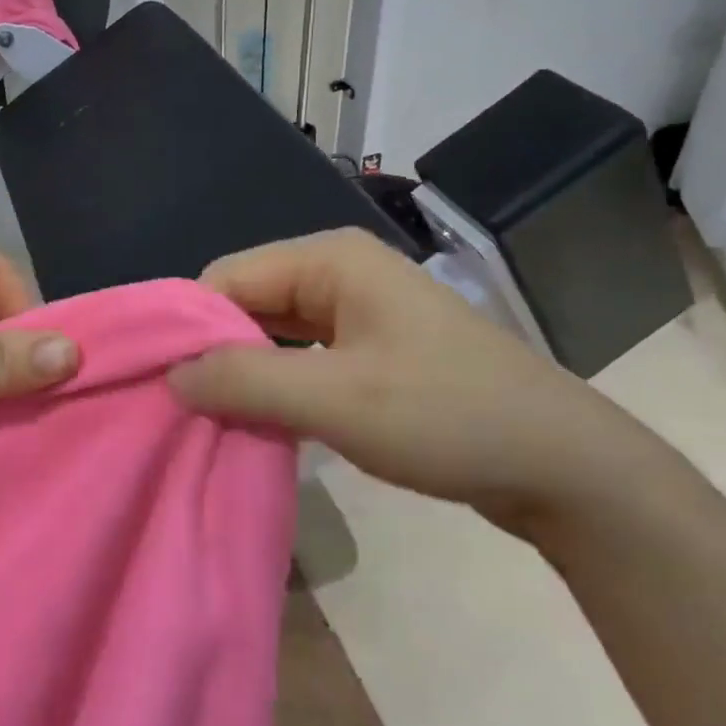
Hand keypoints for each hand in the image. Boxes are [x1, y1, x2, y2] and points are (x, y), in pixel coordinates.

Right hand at [167, 229, 658, 528]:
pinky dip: (277, 385)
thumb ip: (246, 381)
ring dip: (245, 373)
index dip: (190, 328)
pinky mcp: (370, 348)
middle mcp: (338, 271)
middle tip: (183, 411)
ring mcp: (357, 310)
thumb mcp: (337, 399)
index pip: (227, 277)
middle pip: (248, 301)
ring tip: (212, 421)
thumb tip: (171, 375)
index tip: (162, 385)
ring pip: (273, 333)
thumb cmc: (448, 417)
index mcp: (329, 259)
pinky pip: (302, 356)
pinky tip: (260, 421)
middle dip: (215, 352)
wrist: (563, 466)